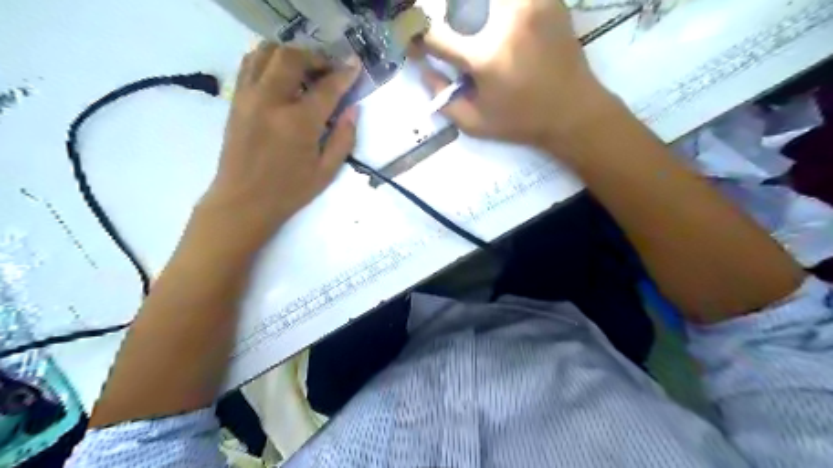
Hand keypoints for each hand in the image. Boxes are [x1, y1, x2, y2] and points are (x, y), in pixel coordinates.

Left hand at [201, 42, 360, 247]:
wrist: (243, 201)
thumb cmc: (289, 191)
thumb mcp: (326, 171)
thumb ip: (344, 138)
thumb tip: (353, 109)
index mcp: (299, 122)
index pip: (327, 86)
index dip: (345, 74)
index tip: (356, 65)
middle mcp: (271, 101)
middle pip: (293, 57)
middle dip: (316, 57)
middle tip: (330, 69)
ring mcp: (249, 96)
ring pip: (266, 52)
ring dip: (291, 54)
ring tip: (306, 69)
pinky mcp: (236, 99)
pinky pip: (250, 64)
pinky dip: (269, 60)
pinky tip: (282, 75)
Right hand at [420, 1, 613, 148]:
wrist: (573, 112)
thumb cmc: (521, 122)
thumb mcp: (475, 125)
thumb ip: (443, 100)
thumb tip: (424, 70)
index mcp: (484, 57)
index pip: (435, 35)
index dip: (417, 36)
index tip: (417, 42)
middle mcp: (506, 21)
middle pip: (461, 0)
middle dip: (448, 13)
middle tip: (454, 32)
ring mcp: (530, 4)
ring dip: (475, 9)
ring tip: (477, 26)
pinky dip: (503, 8)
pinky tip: (504, 23)